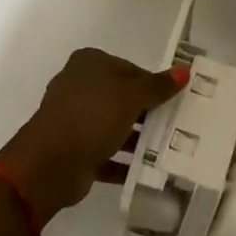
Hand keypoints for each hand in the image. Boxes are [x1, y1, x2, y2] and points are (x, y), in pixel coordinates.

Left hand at [0, 47, 186, 219]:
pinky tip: (147, 171)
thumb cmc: (93, 116)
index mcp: (89, 64)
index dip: (153, 85)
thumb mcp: (132, 96)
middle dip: (147, 113)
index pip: (131, 69)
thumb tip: (186, 70)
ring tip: (167, 150)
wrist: (50, 163)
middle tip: (175, 126)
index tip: (174, 102)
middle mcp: (79, 87)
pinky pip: (105, 153)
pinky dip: (123, 162)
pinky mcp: (74, 149)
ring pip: (114, 126)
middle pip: (122, 98)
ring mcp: (74, 120)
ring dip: (137, 139)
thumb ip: (159, 86)